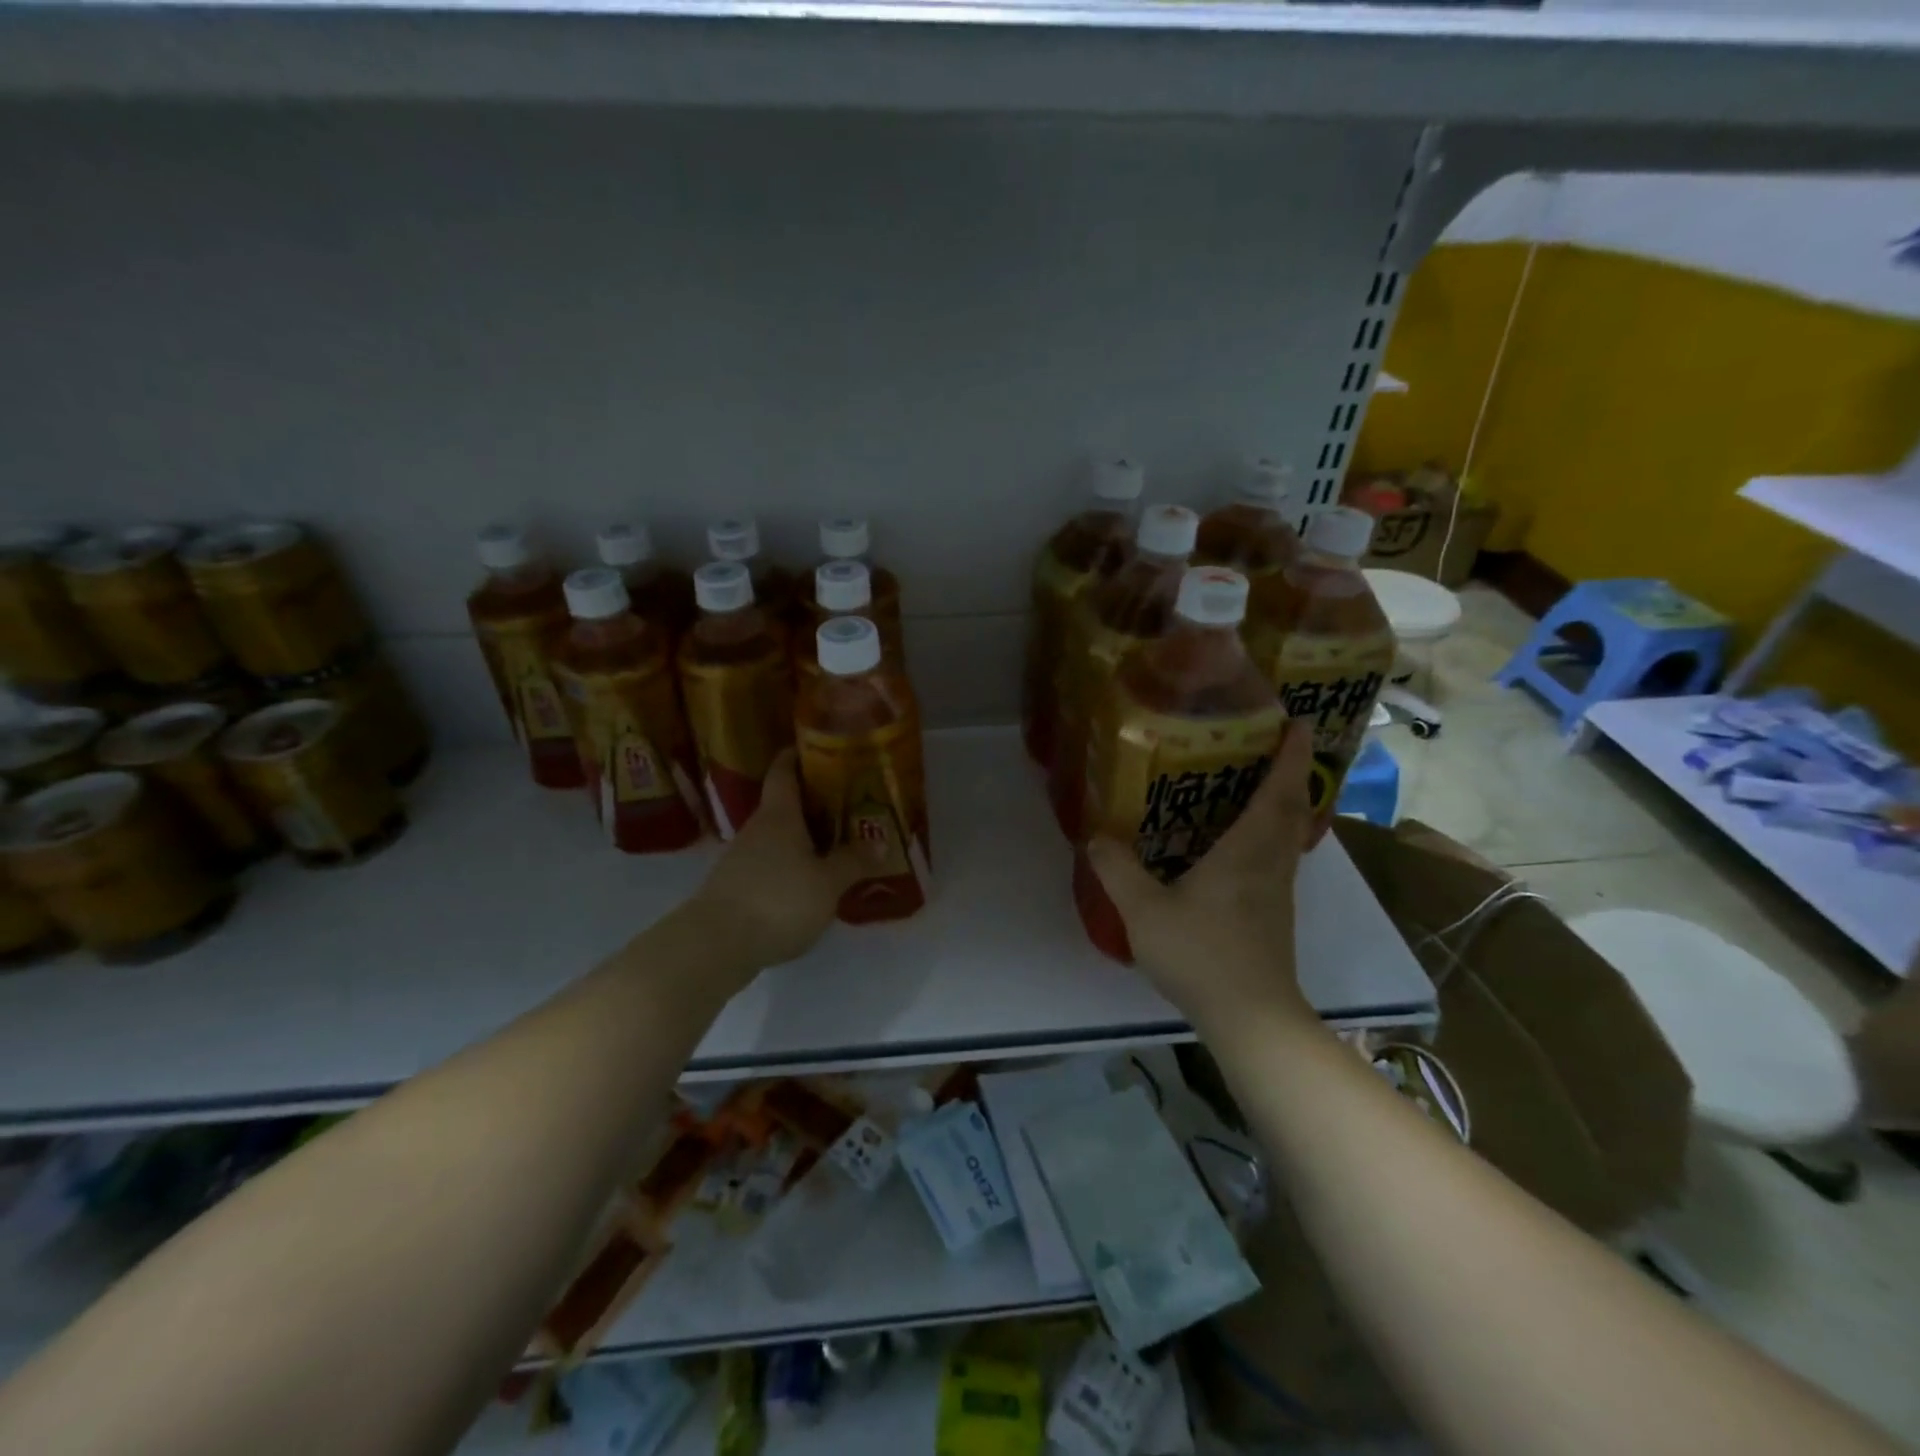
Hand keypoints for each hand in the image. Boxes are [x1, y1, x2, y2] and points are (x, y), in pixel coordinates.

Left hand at [687, 749, 870, 970]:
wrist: (714, 945)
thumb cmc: (777, 900)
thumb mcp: (827, 883)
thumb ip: (853, 862)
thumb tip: (880, 843)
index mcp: (779, 815)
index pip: (783, 770)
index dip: (797, 755)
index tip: (818, 748)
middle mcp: (757, 828)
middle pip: (785, 805)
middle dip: (814, 803)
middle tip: (849, 805)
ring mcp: (741, 858)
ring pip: (778, 837)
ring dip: (804, 838)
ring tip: (837, 846)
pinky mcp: (735, 887)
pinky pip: (770, 865)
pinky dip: (791, 865)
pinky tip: (811, 883)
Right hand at [1087, 722, 1316, 1033]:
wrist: (1251, 1018)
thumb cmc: (1202, 955)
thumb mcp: (1144, 911)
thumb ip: (1117, 870)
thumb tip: (1096, 835)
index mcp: (1247, 851)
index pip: (1279, 791)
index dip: (1290, 755)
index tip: (1297, 721)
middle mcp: (1270, 863)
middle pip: (1292, 808)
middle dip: (1291, 771)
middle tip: (1274, 743)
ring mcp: (1278, 890)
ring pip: (1290, 833)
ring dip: (1285, 801)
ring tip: (1258, 781)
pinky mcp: (1275, 912)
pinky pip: (1279, 856)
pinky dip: (1273, 832)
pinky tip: (1242, 841)